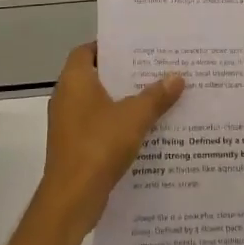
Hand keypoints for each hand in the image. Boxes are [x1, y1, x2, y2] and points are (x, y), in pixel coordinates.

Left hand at [38, 42, 183, 235]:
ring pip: (99, 103)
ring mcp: (67, 124)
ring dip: (123, 100)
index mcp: (74, 81)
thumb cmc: (99, 145)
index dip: (109, 46)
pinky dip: (117, 123)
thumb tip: (177, 76)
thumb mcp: (135, 117)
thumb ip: (156, 95)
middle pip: (96, 76)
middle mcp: (66, 97)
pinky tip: (144, 129)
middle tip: (154, 68)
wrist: (72, 198)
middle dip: (124, 74)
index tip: (136, 46)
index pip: (87, 50)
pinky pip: (98, 125)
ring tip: (156, 96)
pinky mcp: (74, 146)